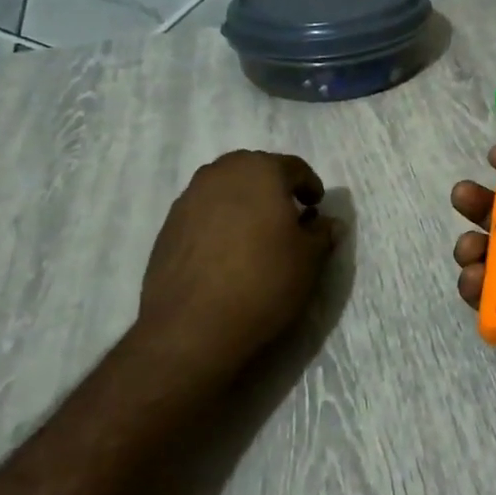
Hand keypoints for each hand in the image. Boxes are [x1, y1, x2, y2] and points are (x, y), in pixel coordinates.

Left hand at [135, 150, 337, 389]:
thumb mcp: (309, 259)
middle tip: (289, 216)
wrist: (192, 327)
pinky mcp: (168, 226)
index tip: (316, 207)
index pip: (294, 167)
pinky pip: (204, 212)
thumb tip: (327, 222)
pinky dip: (220, 222)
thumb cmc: (263, 281)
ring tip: (257, 234)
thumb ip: (322, 233)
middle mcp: (221, 173)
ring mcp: (189, 198)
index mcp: (260, 170)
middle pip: (255, 171)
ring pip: (226, 189)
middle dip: (274, 188)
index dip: (310, 186)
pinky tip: (228, 252)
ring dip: (245, 203)